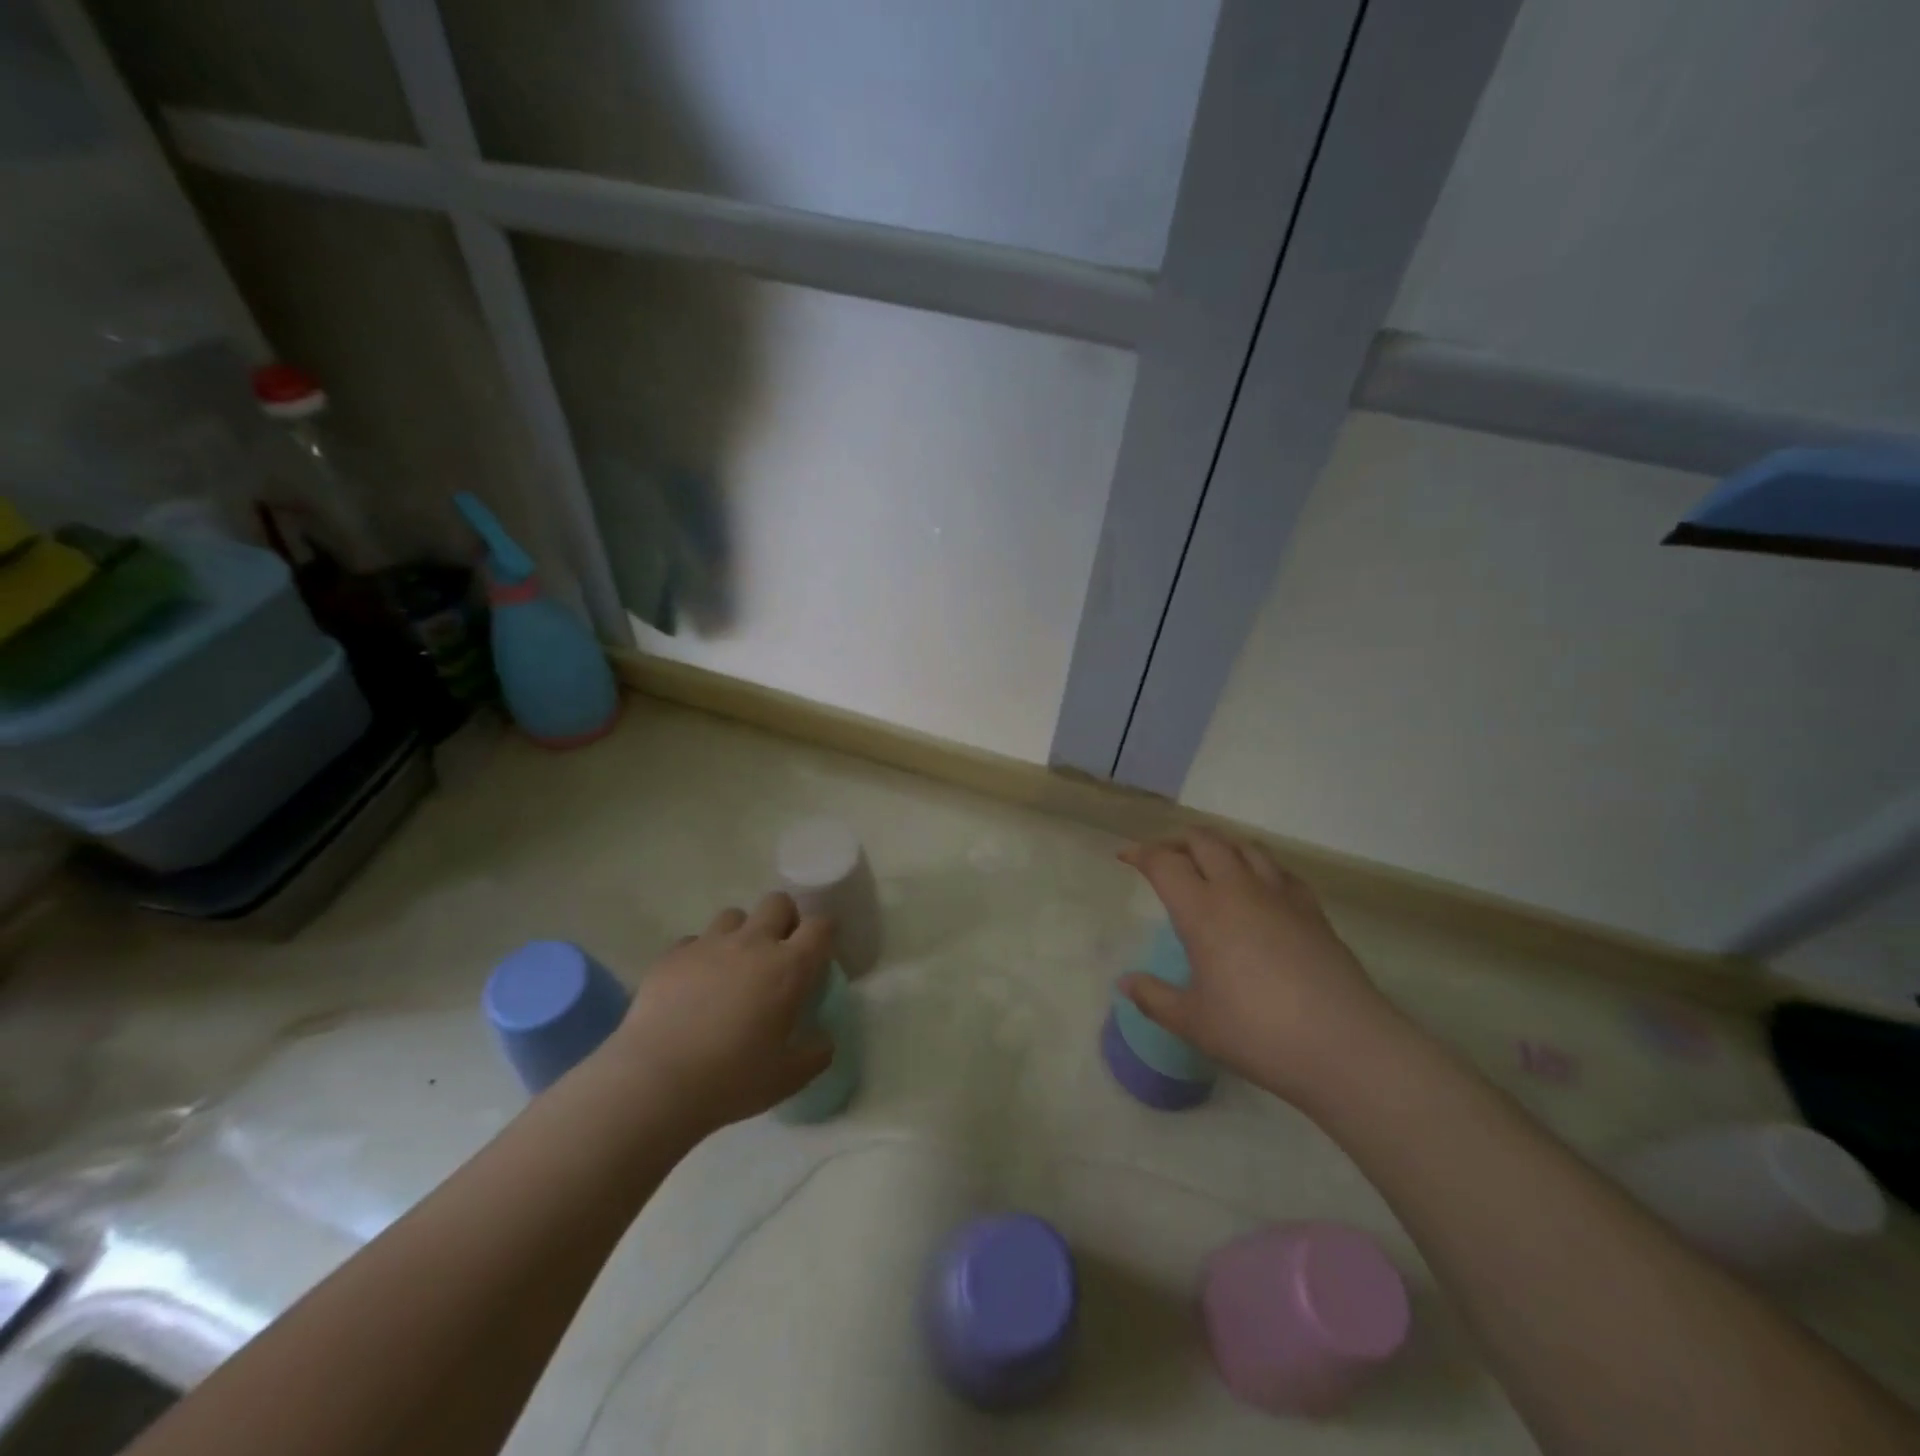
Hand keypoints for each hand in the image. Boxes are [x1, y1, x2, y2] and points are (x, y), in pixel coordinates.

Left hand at [598, 893, 835, 1134]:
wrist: (655, 1082)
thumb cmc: (731, 1079)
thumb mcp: (788, 1077)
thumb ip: (815, 1053)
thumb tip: (825, 1038)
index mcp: (789, 968)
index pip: (820, 925)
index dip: (824, 934)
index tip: (819, 954)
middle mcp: (753, 943)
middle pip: (778, 902)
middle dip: (784, 920)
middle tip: (778, 953)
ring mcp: (709, 944)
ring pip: (734, 915)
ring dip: (741, 933)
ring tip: (733, 966)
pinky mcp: (673, 955)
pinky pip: (694, 940)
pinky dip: (701, 955)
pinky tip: (694, 984)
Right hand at [1119, 829, 1399, 1105]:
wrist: (1345, 1045)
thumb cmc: (1257, 1033)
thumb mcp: (1194, 1023)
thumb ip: (1155, 998)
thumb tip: (1126, 982)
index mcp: (1203, 912)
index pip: (1164, 864)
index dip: (1141, 854)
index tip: (1126, 857)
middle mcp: (1239, 891)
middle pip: (1205, 842)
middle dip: (1178, 841)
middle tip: (1165, 857)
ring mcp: (1280, 896)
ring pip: (1246, 847)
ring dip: (1221, 845)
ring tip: (1210, 861)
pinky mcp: (1313, 910)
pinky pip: (1281, 871)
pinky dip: (1260, 866)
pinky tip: (1260, 887)